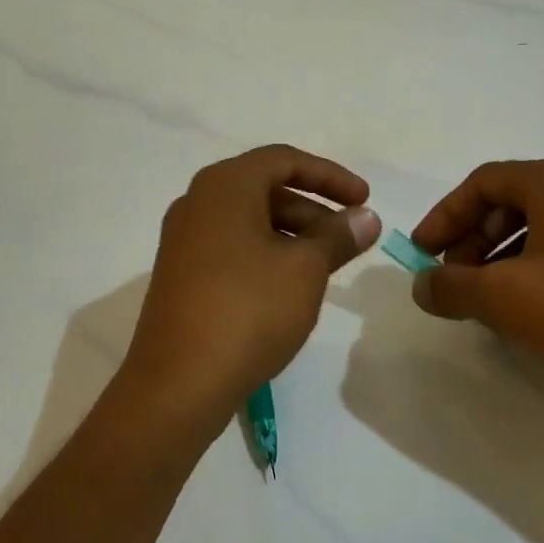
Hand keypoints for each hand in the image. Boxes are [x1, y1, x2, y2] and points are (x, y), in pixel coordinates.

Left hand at [121, 145, 380, 434]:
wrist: (178, 383)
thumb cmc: (248, 310)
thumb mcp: (305, 269)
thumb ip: (338, 236)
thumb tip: (365, 217)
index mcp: (224, 186)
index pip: (283, 160)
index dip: (330, 176)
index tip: (364, 199)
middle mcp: (197, 202)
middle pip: (265, 187)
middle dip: (313, 208)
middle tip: (349, 239)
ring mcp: (183, 238)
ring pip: (249, 219)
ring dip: (292, 233)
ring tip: (326, 266)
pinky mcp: (180, 272)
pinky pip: (231, 245)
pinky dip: (266, 252)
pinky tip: (290, 286)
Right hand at [409, 160, 543, 430]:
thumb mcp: (503, 298)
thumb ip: (451, 286)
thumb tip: (422, 285)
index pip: (482, 182)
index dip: (444, 216)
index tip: (422, 254)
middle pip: (509, 203)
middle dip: (471, 240)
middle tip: (453, 280)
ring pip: (538, 231)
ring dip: (499, 261)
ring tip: (485, 302)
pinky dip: (534, 275)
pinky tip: (528, 316)